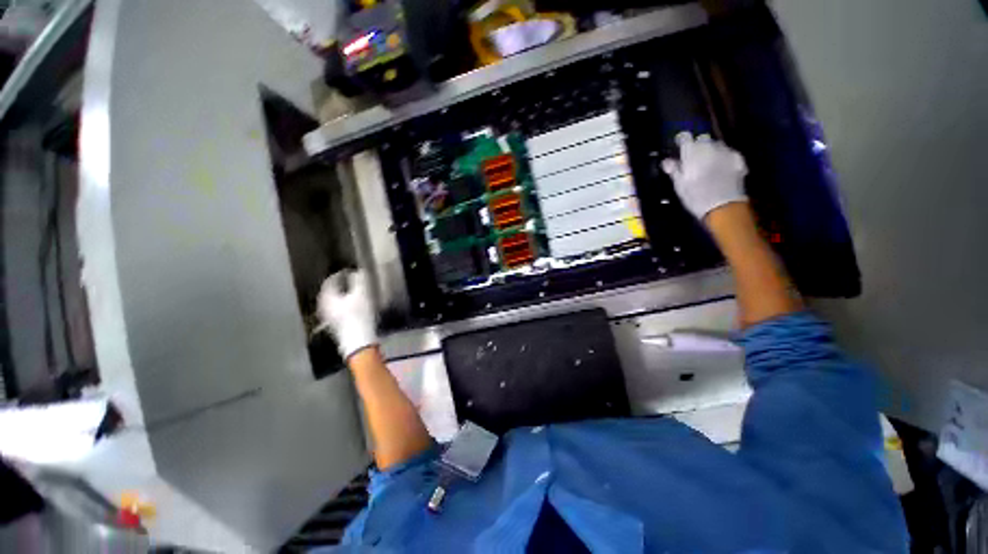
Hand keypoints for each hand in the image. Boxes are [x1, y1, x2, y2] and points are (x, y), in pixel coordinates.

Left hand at [317, 270, 377, 359]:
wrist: (359, 341)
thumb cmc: (359, 315)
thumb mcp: (362, 293)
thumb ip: (359, 280)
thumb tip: (357, 272)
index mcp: (326, 298)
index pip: (329, 281)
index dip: (340, 274)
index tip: (350, 270)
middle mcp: (323, 307)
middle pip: (330, 292)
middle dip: (341, 285)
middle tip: (352, 279)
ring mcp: (327, 318)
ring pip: (334, 301)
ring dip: (343, 295)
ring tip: (354, 292)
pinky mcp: (335, 326)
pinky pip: (337, 310)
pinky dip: (344, 304)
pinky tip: (354, 305)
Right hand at [662, 132, 747, 220]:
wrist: (723, 206)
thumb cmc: (695, 196)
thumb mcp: (679, 185)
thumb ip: (674, 170)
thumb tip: (666, 160)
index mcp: (693, 152)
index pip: (685, 137)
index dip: (681, 141)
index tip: (678, 146)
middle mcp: (710, 146)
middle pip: (702, 139)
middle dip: (697, 146)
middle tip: (693, 159)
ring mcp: (725, 151)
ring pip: (716, 145)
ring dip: (710, 151)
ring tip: (707, 164)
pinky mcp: (738, 159)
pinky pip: (727, 153)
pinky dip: (723, 158)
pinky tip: (720, 168)